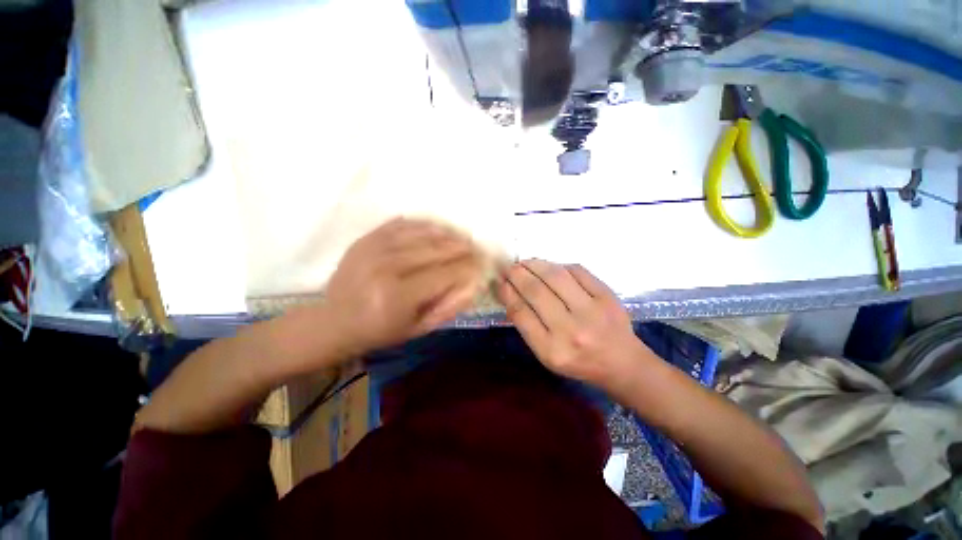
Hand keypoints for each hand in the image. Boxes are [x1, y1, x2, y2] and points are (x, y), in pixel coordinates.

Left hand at [322, 218, 484, 356]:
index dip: (469, 266)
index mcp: (398, 295)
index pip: (446, 273)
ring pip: (422, 233)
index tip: (483, 263)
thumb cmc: (381, 331)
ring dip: (448, 234)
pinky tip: (438, 229)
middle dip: (463, 247)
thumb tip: (475, 283)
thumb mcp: (419, 329)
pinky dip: (424, 225)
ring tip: (463, 238)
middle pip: (436, 249)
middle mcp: (386, 267)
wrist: (334, 321)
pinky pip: (403, 224)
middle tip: (477, 247)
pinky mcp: (367, 238)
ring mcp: (374, 248)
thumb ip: (450, 306)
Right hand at [497, 259, 650, 394]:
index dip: (507, 293)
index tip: (500, 282)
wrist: (622, 363)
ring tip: (525, 262)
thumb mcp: (546, 354)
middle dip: (518, 274)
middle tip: (510, 267)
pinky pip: (577, 271)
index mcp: (552, 350)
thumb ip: (527, 325)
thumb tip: (510, 292)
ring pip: (556, 277)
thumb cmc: (578, 361)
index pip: (521, 313)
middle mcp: (571, 330)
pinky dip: (559, 265)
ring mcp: (592, 311)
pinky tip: (550, 266)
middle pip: (536, 292)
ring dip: (536, 265)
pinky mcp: (607, 296)